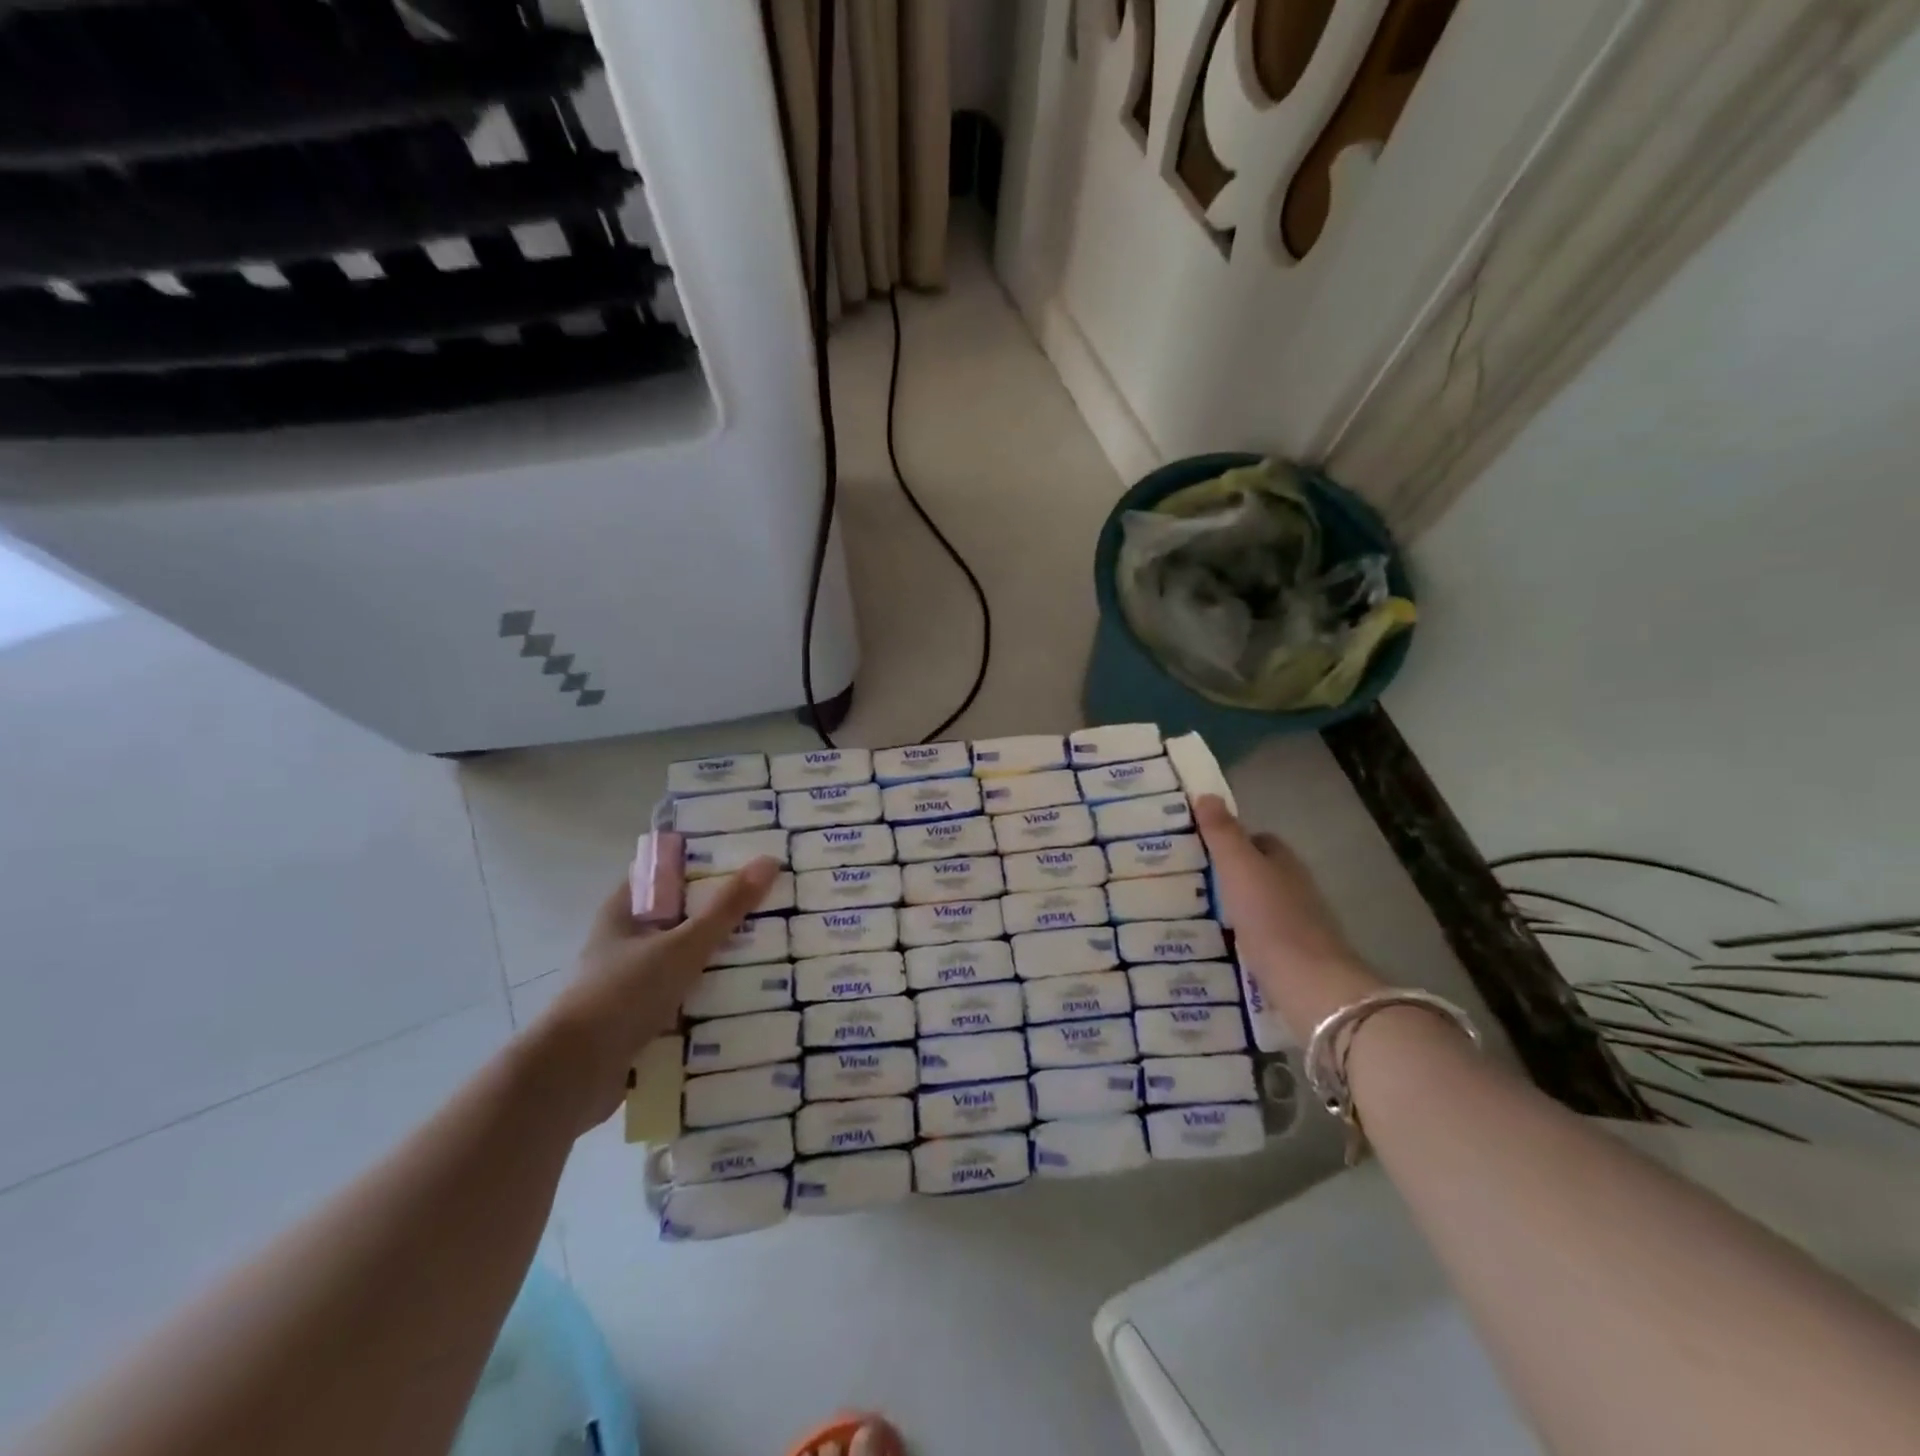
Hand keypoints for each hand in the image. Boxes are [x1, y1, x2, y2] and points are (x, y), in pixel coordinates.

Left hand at [532, 857, 779, 1132]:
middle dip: (722, 913)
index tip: (745, 857)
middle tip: (772, 902)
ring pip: (686, 960)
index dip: (701, 862)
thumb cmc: (622, 994)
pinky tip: (750, 995)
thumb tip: (769, 861)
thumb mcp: (682, 945)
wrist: (573, 1076)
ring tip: (772, 948)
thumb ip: (726, 908)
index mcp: (623, 912)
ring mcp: (632, 983)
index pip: (664, 873)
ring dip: (720, 958)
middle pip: (681, 917)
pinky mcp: (641, 1019)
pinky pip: (685, 998)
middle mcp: (626, 943)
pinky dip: (711, 996)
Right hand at [1193, 794, 1378, 1034]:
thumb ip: (1222, 833)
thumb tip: (1206, 794)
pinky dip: (1239, 936)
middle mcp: (1295, 888)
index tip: (1195, 846)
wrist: (1309, 985)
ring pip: (1257, 905)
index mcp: (1284, 862)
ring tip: (1191, 912)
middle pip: (1258, 872)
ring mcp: (1296, 925)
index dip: (1229, 839)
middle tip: (1185, 880)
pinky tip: (1215, 944)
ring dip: (1232, 907)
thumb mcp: (1239, 867)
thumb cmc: (1271, 918)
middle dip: (1228, 874)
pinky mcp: (1291, 957)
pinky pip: (1258, 937)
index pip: (1257, 840)